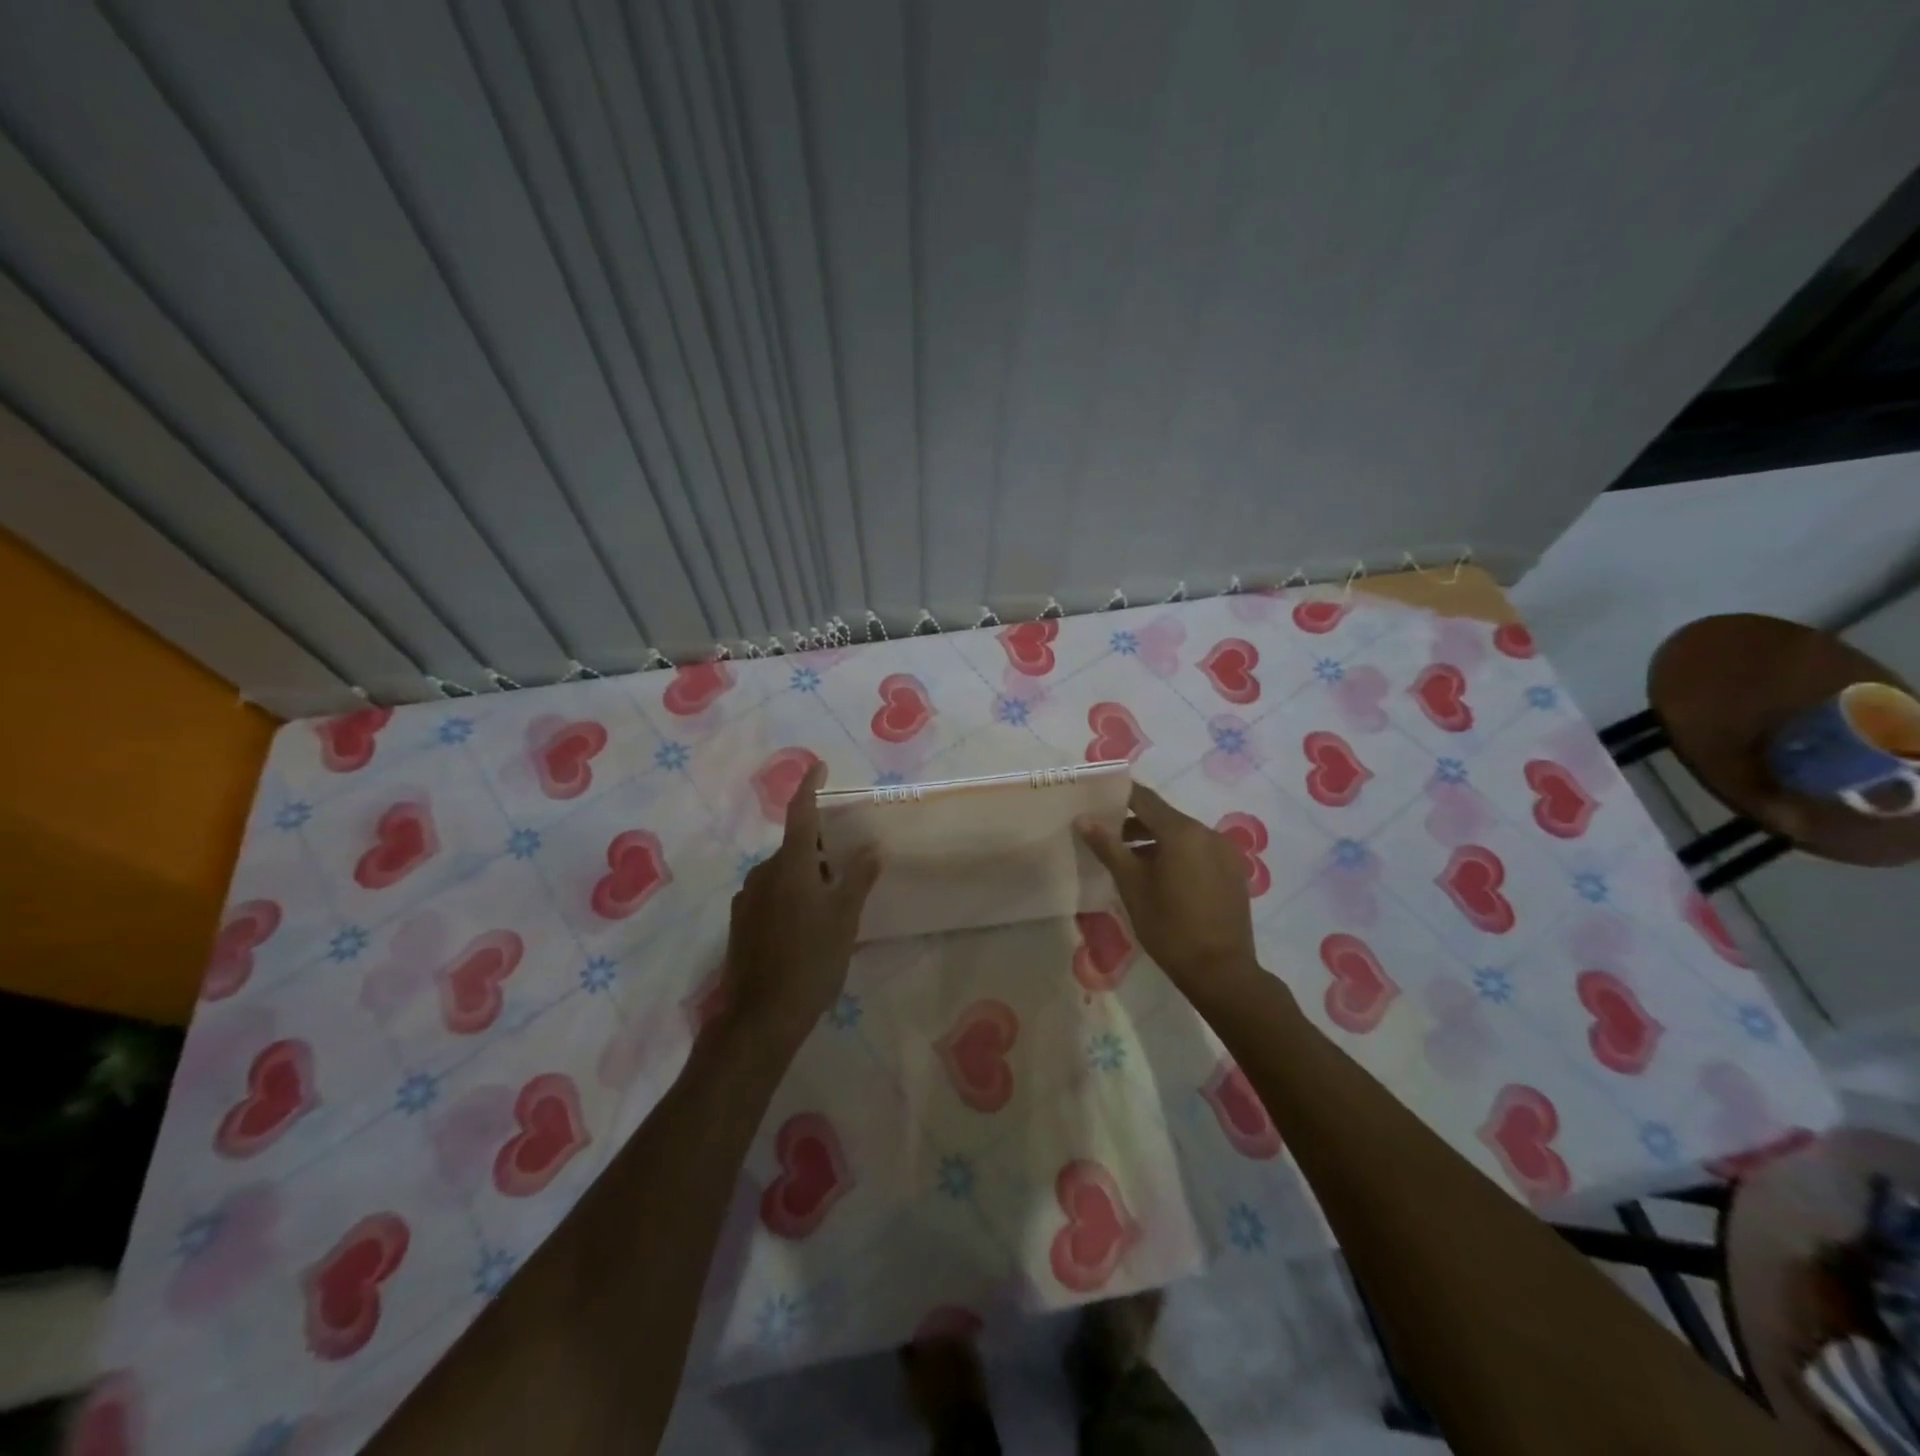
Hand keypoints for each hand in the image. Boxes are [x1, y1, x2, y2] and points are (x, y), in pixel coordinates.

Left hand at [718, 762, 880, 1055]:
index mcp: (790, 865)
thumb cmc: (812, 959)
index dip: (810, 787)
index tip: (819, 767)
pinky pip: (771, 894)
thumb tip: (872, 848)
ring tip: (832, 898)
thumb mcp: (845, 917)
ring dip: (806, 873)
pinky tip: (807, 923)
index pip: (800, 813)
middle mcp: (763, 873)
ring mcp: (747, 899)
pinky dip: (791, 894)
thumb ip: (858, 877)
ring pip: (782, 872)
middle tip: (847, 861)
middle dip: (819, 846)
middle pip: (795, 846)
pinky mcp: (741, 923)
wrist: (761, 1016)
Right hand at [1077, 784, 1259, 998]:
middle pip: (1163, 817)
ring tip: (1129, 862)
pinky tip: (1161, 879)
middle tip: (1105, 837)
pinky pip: (1198, 852)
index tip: (1095, 800)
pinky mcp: (1233, 872)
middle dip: (1133, 823)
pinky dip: (1177, 855)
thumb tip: (1083, 819)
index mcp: (1181, 831)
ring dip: (1155, 841)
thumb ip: (1108, 847)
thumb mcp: (1131, 885)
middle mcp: (1207, 832)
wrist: (1220, 971)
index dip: (1118, 796)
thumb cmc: (1169, 926)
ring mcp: (1224, 852)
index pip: (1144, 798)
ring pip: (1182, 836)